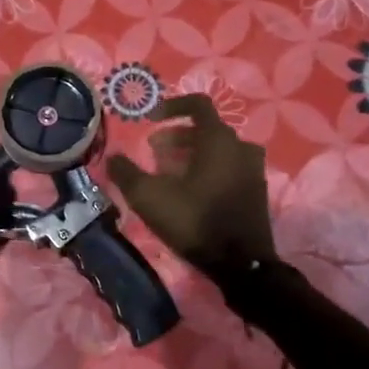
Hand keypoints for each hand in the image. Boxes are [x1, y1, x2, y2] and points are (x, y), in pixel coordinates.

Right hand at [105, 95, 276, 278]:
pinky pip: (229, 168)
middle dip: (177, 137)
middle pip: (206, 129)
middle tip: (155, 153)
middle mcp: (241, 147)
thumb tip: (112, 158)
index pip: (198, 104)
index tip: (152, 120)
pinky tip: (190, 192)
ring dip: (193, 154)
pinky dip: (209, 169)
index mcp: (218, 139)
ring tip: (170, 173)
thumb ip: (126, 173)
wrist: (240, 264)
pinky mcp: (256, 192)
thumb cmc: (194, 220)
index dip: (172, 107)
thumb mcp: (149, 197)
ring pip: (219, 150)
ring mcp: (253, 170)